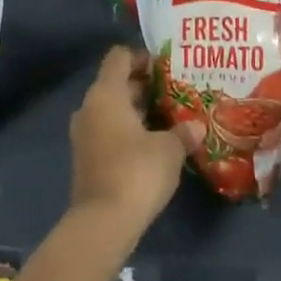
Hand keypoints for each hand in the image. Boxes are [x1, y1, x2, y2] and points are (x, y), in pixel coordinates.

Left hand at [69, 47, 204, 237]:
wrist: (102, 223)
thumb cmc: (136, 171)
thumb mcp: (169, 149)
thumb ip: (183, 132)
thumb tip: (196, 126)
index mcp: (106, 93)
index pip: (119, 57)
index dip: (141, 56)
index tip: (166, 67)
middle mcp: (90, 107)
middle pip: (116, 84)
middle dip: (144, 86)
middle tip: (175, 93)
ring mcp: (84, 134)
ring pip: (112, 110)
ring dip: (137, 112)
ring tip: (169, 119)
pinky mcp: (86, 159)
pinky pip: (108, 132)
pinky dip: (128, 132)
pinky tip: (153, 144)